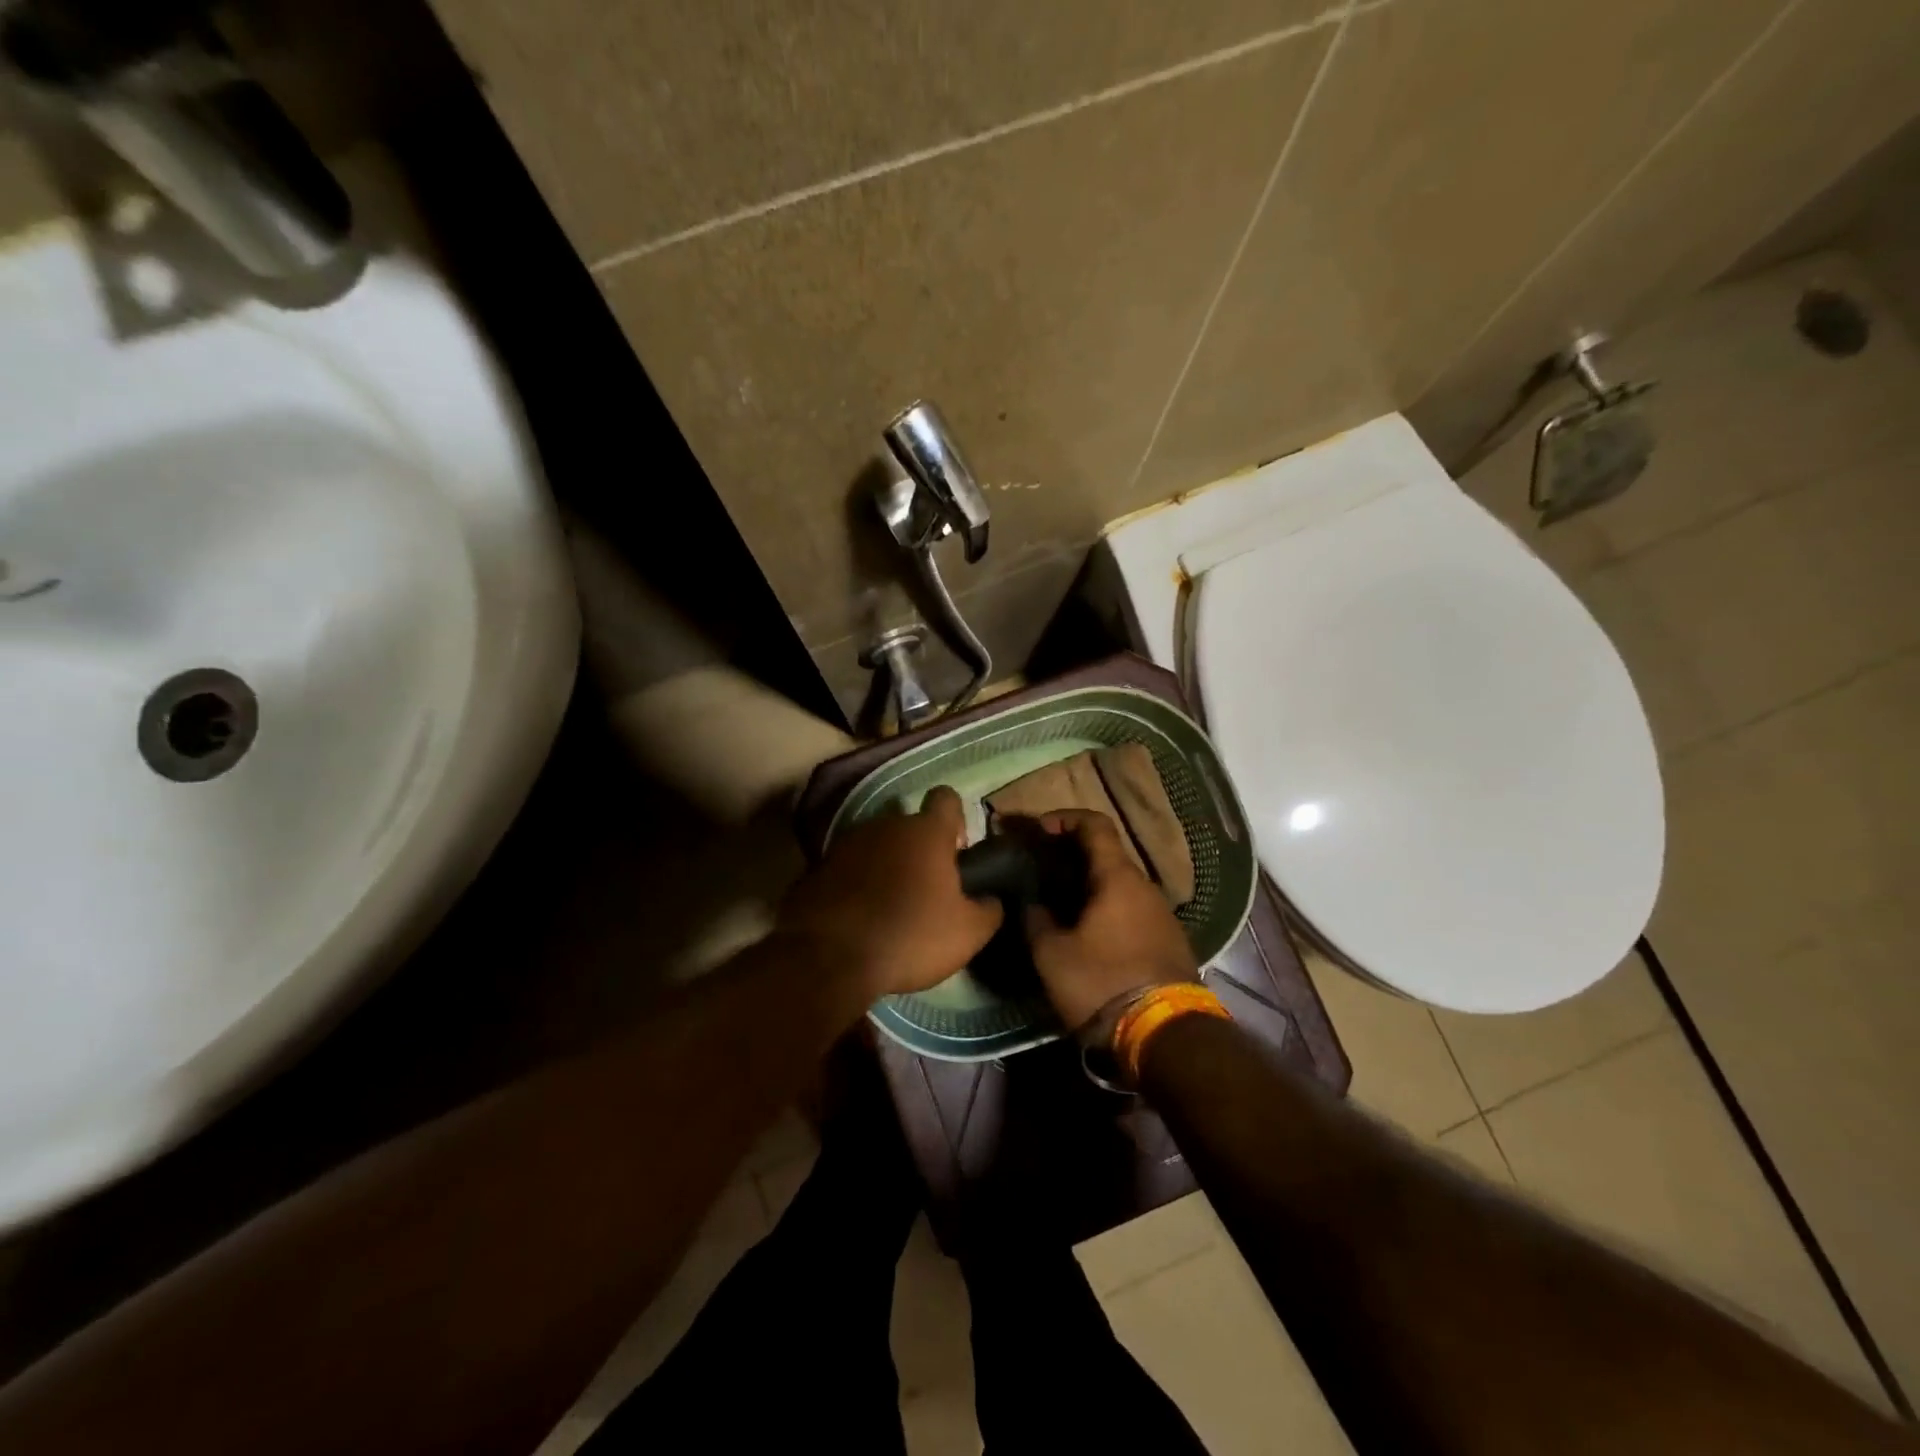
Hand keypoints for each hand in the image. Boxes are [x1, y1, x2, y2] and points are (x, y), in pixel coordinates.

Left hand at [778, 786, 1003, 1000]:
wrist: (828, 958)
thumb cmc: (909, 936)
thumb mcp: (968, 933)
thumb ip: (988, 909)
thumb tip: (992, 899)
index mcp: (926, 832)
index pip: (946, 798)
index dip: (956, 819)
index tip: (957, 849)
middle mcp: (885, 825)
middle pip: (909, 825)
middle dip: (919, 849)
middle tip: (927, 889)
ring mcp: (846, 843)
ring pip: (876, 845)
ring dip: (885, 865)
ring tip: (890, 905)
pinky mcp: (816, 867)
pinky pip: (847, 868)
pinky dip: (856, 883)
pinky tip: (859, 916)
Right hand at [1025, 810, 1197, 1027]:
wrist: (1166, 1036)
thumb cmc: (1102, 983)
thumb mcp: (1051, 954)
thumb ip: (1035, 919)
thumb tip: (1030, 901)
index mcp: (1118, 877)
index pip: (1094, 824)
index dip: (1063, 818)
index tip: (1037, 830)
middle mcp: (1145, 887)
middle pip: (1106, 855)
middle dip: (1069, 856)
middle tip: (1038, 870)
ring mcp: (1161, 915)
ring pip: (1118, 886)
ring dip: (1087, 886)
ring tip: (1056, 905)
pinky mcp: (1168, 942)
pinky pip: (1130, 910)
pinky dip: (1104, 909)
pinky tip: (1085, 933)